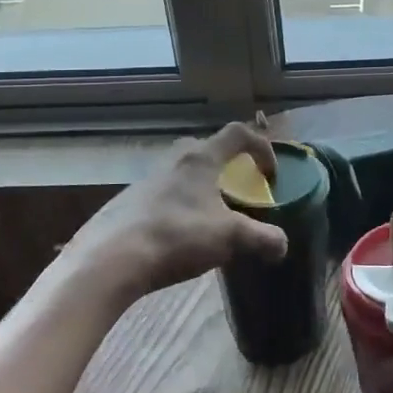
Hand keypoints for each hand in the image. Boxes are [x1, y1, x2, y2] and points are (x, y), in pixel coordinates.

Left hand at [60, 122, 288, 306]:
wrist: (110, 259)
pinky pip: (165, 194)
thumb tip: (282, 244)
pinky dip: (181, 206)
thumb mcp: (229, 238)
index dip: (262, 147)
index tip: (270, 174)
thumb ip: (262, 238)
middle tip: (241, 191)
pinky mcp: (129, 201)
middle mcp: (174, 159)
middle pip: (209, 149)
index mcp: (201, 158)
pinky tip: (180, 236)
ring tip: (212, 218)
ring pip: (185, 172)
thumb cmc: (176, 236)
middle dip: (230, 166)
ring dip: (204, 188)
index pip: (238, 133)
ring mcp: (148, 179)